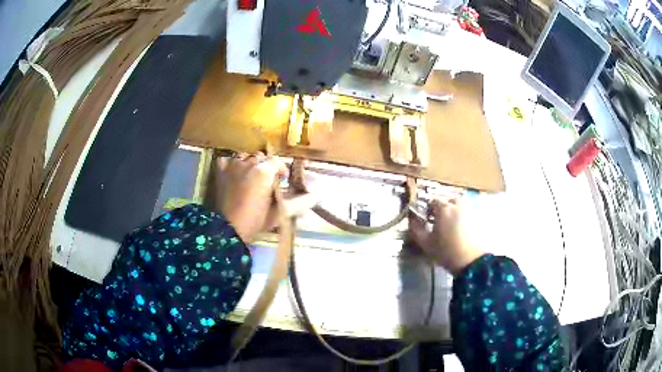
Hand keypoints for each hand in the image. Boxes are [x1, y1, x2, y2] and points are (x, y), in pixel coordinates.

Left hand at [213, 153, 316, 242]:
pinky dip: (232, 165)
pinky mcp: (221, 171)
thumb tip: (316, 196)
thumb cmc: (255, 221)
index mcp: (264, 171)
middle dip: (265, 167)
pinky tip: (234, 174)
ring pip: (244, 157)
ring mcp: (233, 165)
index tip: (281, 180)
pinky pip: (227, 160)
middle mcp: (249, 163)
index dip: (280, 170)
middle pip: (260, 157)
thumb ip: (298, 203)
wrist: (228, 229)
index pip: (276, 162)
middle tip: (265, 181)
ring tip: (250, 177)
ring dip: (249, 164)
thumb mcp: (279, 213)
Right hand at [408, 198, 483, 275]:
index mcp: (443, 208)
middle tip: (438, 221)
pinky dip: (462, 219)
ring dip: (453, 212)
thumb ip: (416, 229)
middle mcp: (457, 206)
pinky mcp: (476, 220)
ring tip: (449, 226)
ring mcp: (468, 212)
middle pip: (448, 201)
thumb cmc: (445, 251)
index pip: (433, 201)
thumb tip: (411, 220)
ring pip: (459, 207)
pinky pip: (466, 214)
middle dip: (443, 208)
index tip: (426, 220)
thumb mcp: (425, 243)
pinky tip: (459, 231)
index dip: (428, 209)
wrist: (470, 261)